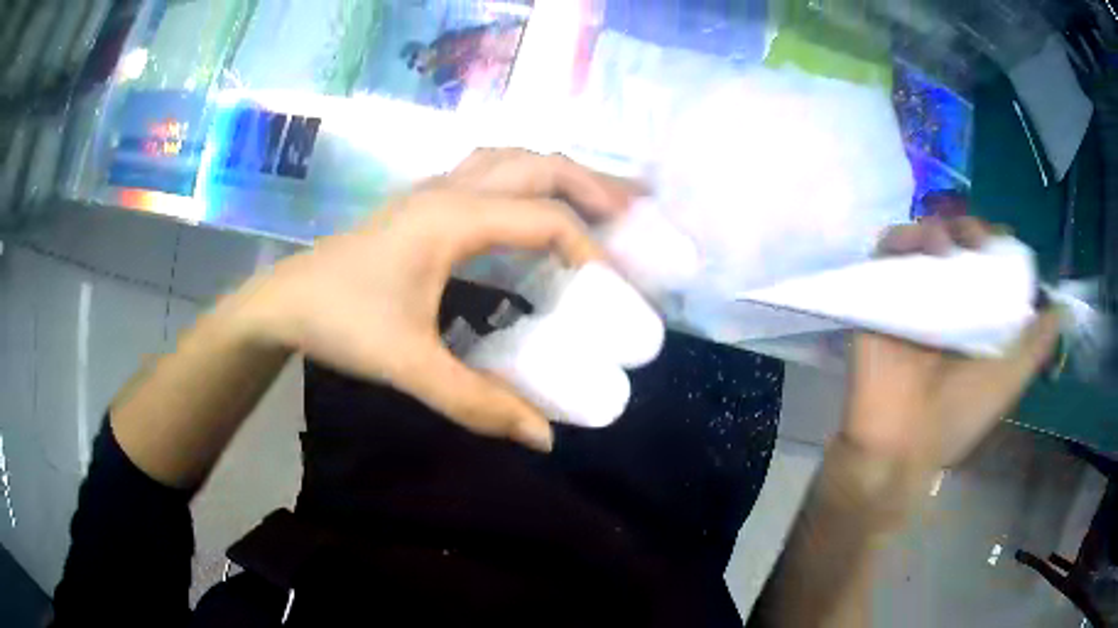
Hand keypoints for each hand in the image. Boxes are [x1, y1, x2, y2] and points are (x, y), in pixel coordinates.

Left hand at [232, 150, 637, 450]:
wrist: (284, 301)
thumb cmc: (341, 324)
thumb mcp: (409, 367)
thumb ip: (477, 403)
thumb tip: (545, 437)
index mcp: (451, 218)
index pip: (544, 219)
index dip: (589, 250)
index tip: (615, 290)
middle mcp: (449, 189)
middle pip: (539, 164)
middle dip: (595, 184)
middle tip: (637, 214)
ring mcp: (433, 188)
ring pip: (513, 157)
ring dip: (561, 172)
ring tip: (600, 198)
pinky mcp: (423, 200)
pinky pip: (490, 170)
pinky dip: (527, 178)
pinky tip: (534, 204)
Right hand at [842, 217, 1061, 467]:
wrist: (903, 444)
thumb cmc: (959, 415)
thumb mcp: (1009, 380)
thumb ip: (1036, 346)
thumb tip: (1064, 309)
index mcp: (975, 316)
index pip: (987, 263)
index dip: (996, 244)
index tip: (1003, 243)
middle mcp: (946, 300)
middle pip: (957, 242)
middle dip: (969, 228)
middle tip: (977, 240)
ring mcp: (912, 296)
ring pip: (924, 238)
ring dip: (938, 227)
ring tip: (948, 244)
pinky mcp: (878, 295)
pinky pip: (887, 250)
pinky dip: (903, 237)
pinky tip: (924, 247)